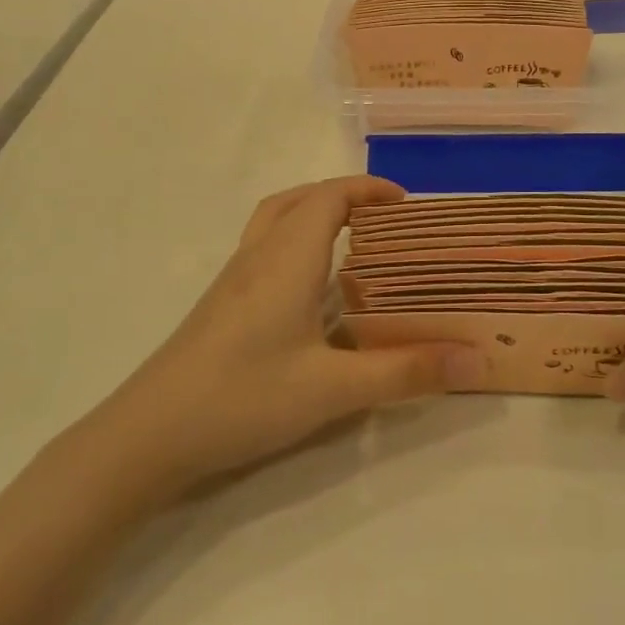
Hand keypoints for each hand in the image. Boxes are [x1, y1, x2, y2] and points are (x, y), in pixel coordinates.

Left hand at [79, 176, 481, 499]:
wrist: (148, 435)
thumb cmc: (244, 397)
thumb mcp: (334, 389)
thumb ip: (406, 372)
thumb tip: (476, 360)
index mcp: (288, 258)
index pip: (329, 197)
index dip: (368, 189)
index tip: (405, 203)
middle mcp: (259, 256)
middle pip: (300, 199)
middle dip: (344, 196)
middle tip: (383, 220)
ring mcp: (233, 279)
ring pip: (276, 221)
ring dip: (315, 214)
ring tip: (352, 243)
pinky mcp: (220, 303)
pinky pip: (264, 249)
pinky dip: (295, 243)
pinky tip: (311, 292)